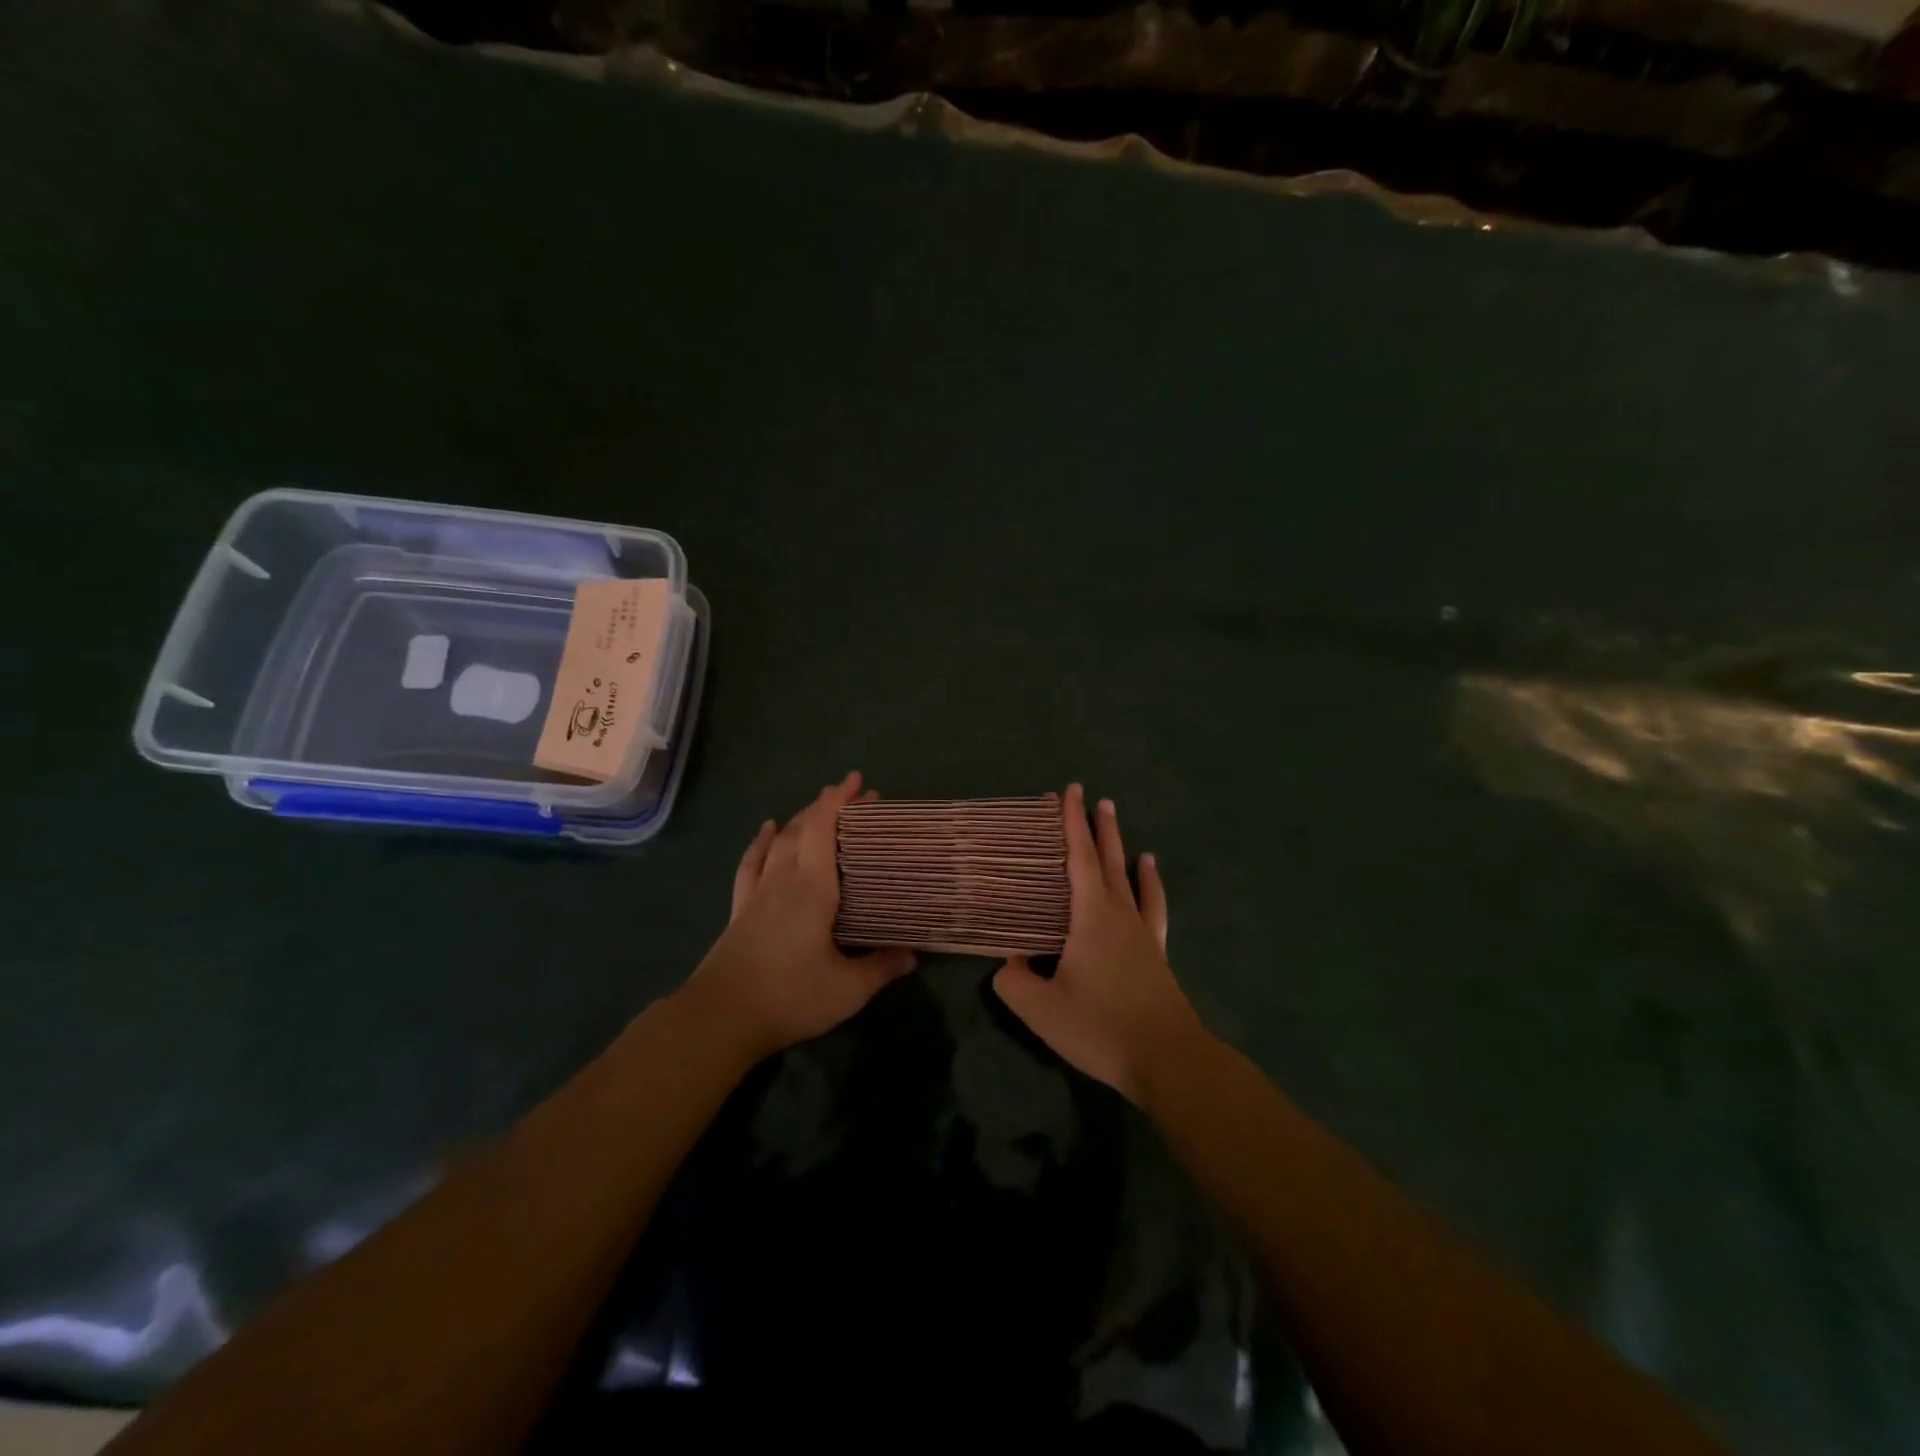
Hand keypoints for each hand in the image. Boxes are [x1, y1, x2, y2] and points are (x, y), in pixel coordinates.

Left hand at [681, 772, 915, 1061]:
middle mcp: (784, 880)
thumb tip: (913, 954)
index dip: (839, 801)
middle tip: (857, 799)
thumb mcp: (847, 989)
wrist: (720, 1018)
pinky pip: (751, 864)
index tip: (858, 781)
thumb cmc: (790, 996)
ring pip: (781, 842)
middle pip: (805, 829)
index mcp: (812, 889)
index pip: (824, 830)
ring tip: (821, 808)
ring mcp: (758, 893)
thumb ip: (881, 968)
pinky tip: (768, 830)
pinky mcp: (741, 909)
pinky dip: (761, 843)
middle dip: (830, 807)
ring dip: (802, 819)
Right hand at [992, 784, 1200, 1105]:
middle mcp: (1119, 915)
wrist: (1167, 1059)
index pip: (1078, 858)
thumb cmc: (1100, 1027)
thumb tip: (1009, 962)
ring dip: (1122, 850)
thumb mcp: (1041, 1009)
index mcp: (1090, 917)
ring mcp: (1143, 933)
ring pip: (1131, 879)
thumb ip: (1014, 981)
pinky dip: (1151, 886)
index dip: (1072, 823)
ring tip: (1121, 828)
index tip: (1070, 791)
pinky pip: (1153, 908)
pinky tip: (1150, 875)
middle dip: (1099, 828)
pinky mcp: (1157, 954)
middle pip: (1107, 861)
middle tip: (1096, 798)